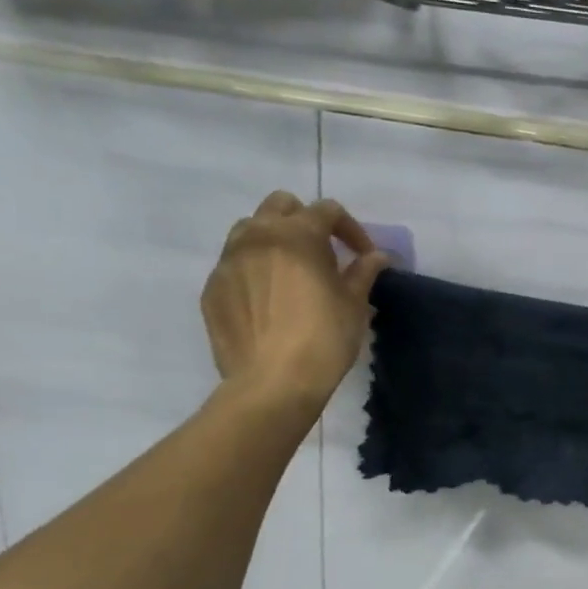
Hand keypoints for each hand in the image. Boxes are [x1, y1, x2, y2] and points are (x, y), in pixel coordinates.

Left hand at [202, 192, 388, 410]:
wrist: (273, 383)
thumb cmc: (324, 338)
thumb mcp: (354, 304)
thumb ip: (363, 272)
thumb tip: (376, 257)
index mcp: (297, 235)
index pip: (327, 210)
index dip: (351, 229)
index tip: (364, 256)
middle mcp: (257, 237)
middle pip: (280, 205)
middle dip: (305, 220)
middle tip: (324, 251)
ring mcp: (228, 262)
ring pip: (249, 229)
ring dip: (273, 238)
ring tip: (291, 270)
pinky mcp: (212, 289)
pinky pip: (234, 264)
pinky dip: (254, 269)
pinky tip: (270, 300)